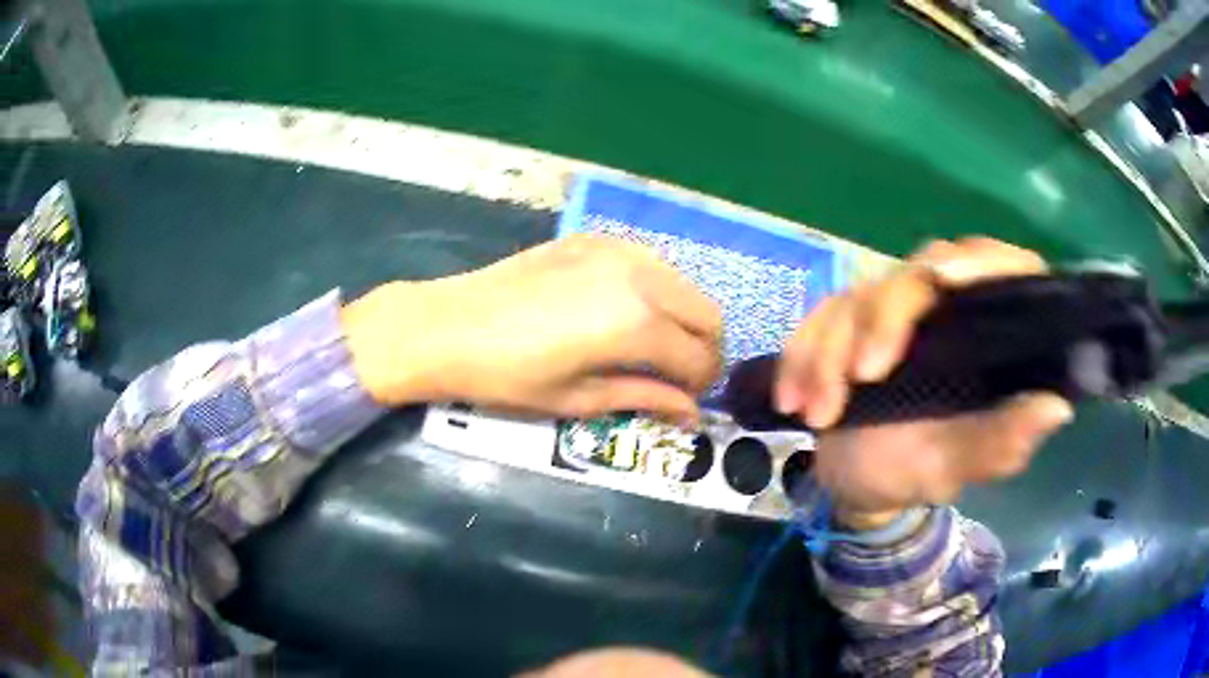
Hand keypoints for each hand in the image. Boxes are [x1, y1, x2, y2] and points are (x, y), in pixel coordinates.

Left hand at [343, 234, 723, 423]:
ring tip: (654, 345)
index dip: (701, 385)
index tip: (688, 401)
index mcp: (637, 323)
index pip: (699, 356)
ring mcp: (618, 250)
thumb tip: (690, 413)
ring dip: (683, 317)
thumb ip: (644, 398)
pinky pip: (649, 263)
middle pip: (706, 312)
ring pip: (683, 283)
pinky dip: (655, 290)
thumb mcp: (578, 398)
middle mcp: (641, 276)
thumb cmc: (508, 375)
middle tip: (679, 375)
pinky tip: (624, 311)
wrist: (447, 326)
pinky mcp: (595, 239)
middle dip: (703, 349)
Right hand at [776, 238, 1073, 526]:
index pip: (1000, 270)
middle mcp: (943, 307)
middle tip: (862, 377)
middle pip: (918, 274)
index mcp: (985, 333)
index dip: (980, 263)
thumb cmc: (916, 473)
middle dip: (883, 320)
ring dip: (830, 353)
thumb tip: (1056, 406)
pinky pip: (816, 320)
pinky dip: (800, 357)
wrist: (856, 483)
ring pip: (858, 297)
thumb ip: (1000, 442)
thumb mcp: (956, 466)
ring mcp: (891, 310)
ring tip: (817, 415)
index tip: (945, 282)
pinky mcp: (845, 321)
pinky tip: (793, 400)